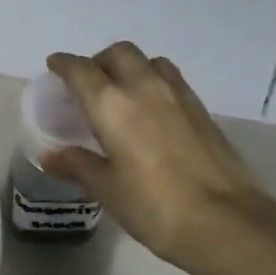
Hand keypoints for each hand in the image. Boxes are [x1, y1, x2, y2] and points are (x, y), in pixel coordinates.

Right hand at [42, 43, 271, 271]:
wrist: (224, 220)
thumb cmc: (153, 206)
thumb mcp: (107, 189)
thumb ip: (78, 165)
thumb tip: (51, 156)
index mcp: (111, 104)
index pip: (80, 70)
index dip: (64, 64)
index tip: (54, 66)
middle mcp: (143, 87)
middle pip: (118, 53)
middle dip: (98, 61)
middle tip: (88, 83)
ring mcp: (177, 95)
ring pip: (149, 61)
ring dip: (130, 67)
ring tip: (122, 93)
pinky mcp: (201, 109)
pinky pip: (171, 79)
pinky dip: (154, 82)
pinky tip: (151, 111)